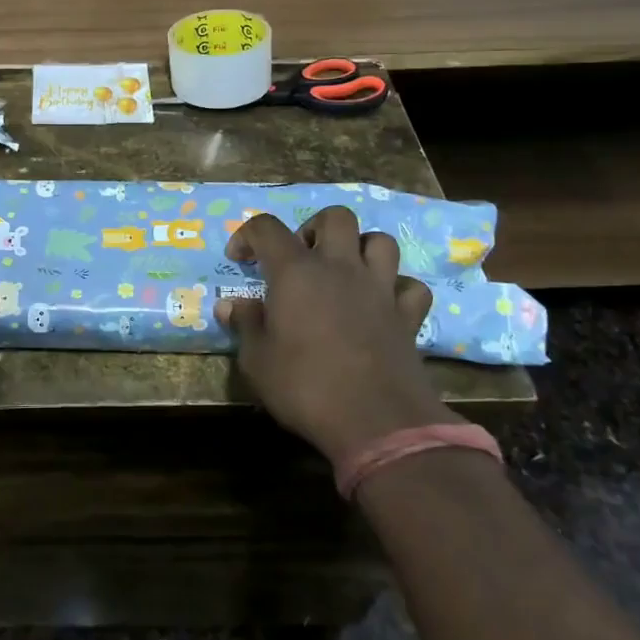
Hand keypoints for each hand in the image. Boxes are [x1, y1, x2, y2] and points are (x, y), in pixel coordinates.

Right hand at [218, 207, 453, 463]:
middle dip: (315, 228)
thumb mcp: (257, 361)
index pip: (266, 227)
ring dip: (360, 249)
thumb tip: (230, 305)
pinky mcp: (408, 316)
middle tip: (301, 257)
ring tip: (344, 273)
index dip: (248, 235)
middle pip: (336, 217)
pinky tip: (382, 305)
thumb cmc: (305, 387)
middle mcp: (340, 267)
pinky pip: (409, 285)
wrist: (377, 422)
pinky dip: (396, 288)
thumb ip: (245, 325)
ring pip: (380, 241)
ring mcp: (379, 288)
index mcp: (295, 271)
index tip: (239, 259)